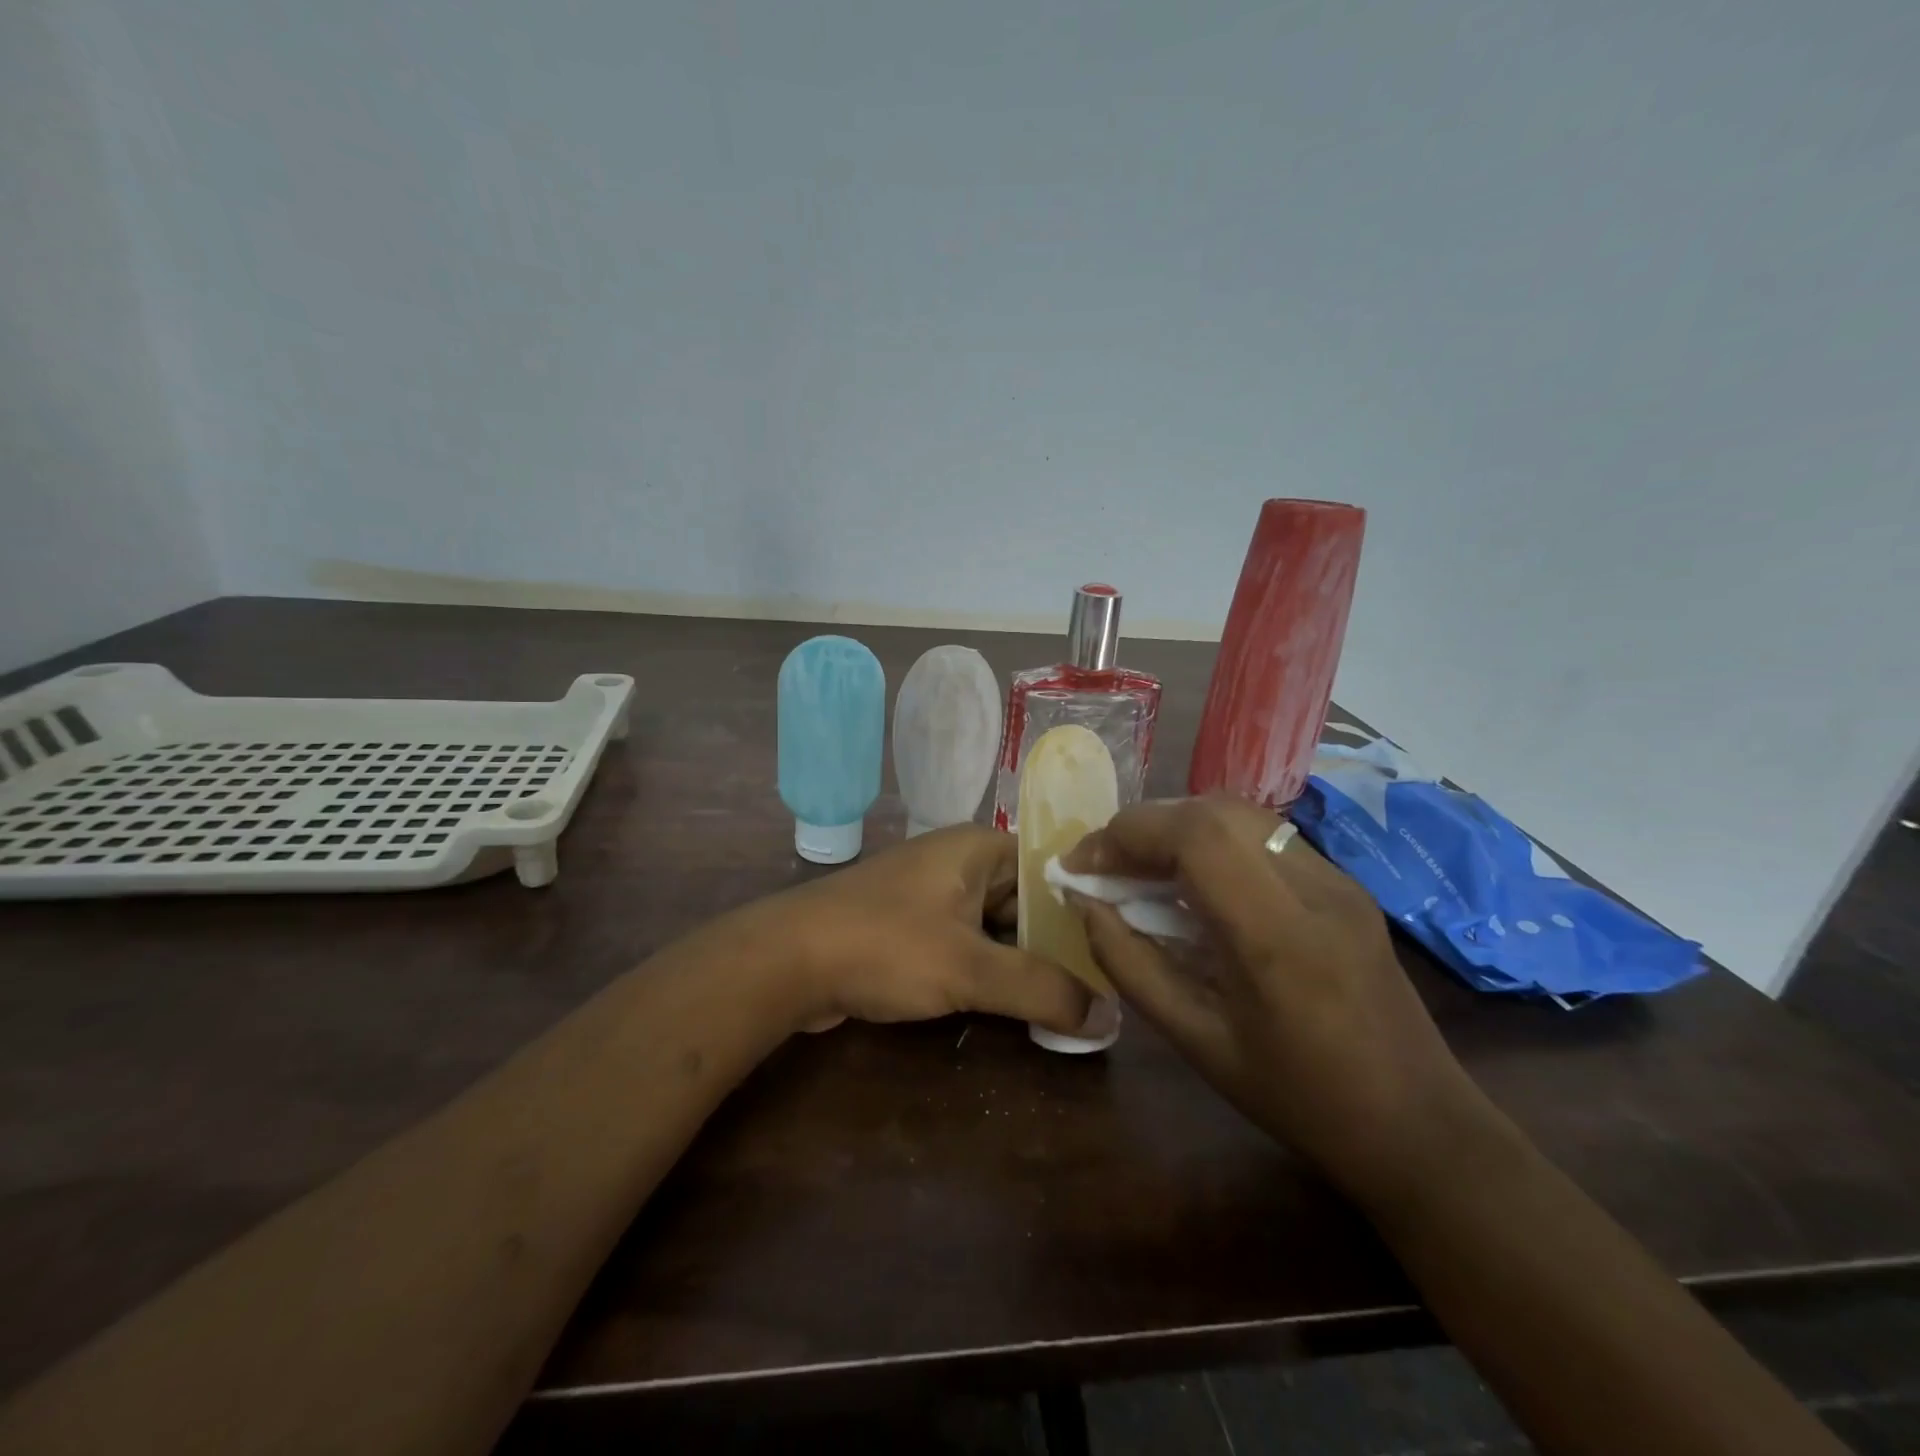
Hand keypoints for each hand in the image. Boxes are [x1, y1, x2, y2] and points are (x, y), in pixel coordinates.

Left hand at [765, 825, 1092, 1036]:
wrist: (785, 962)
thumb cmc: (884, 946)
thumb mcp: (970, 969)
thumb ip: (1042, 989)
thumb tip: (1108, 1014)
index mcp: (978, 848)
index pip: (1052, 868)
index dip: (1086, 909)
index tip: (1120, 952)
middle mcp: (959, 861)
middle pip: (1027, 901)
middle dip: (1056, 947)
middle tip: (1100, 993)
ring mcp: (932, 895)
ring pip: (997, 928)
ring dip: (1023, 965)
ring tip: (1068, 1007)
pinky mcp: (911, 928)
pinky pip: (967, 945)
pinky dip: (989, 973)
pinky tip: (1014, 1008)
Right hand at [1063, 795, 1483, 1204]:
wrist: (1420, 1125)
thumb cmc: (1300, 1098)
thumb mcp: (1197, 1042)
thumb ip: (1130, 965)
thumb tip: (1084, 903)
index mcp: (1278, 936)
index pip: (1195, 836)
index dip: (1127, 835)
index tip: (1081, 866)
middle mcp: (1315, 887)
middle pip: (1214, 810)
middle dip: (1145, 826)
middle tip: (1104, 866)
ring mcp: (1338, 879)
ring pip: (1239, 815)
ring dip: (1176, 828)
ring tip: (1139, 869)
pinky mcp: (1345, 883)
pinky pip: (1263, 838)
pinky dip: (1211, 842)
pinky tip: (1192, 883)